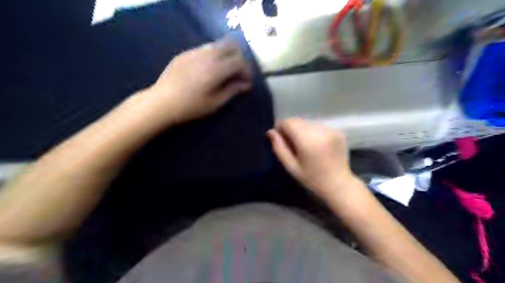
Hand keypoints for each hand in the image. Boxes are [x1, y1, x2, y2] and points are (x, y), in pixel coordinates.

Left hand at [142, 38, 252, 123]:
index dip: (247, 71)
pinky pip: (205, 49)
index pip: (240, 61)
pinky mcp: (185, 53)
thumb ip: (233, 90)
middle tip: (238, 73)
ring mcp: (194, 51)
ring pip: (218, 45)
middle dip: (239, 58)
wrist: (161, 102)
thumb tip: (246, 84)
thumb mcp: (215, 103)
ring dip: (226, 55)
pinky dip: (213, 56)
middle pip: (231, 45)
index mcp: (216, 69)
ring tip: (224, 72)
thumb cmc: (191, 107)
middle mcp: (207, 55)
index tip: (246, 83)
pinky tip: (208, 70)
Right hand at [265, 118, 355, 197]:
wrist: (339, 184)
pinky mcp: (338, 131)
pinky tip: (317, 146)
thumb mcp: (291, 166)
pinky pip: (319, 127)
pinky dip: (314, 133)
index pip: (289, 122)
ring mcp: (331, 130)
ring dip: (302, 130)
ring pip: (308, 123)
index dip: (281, 128)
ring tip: (305, 146)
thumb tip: (271, 132)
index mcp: (307, 140)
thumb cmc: (312, 178)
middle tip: (292, 144)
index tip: (281, 138)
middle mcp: (320, 131)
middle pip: (298, 121)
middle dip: (291, 129)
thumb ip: (279, 147)